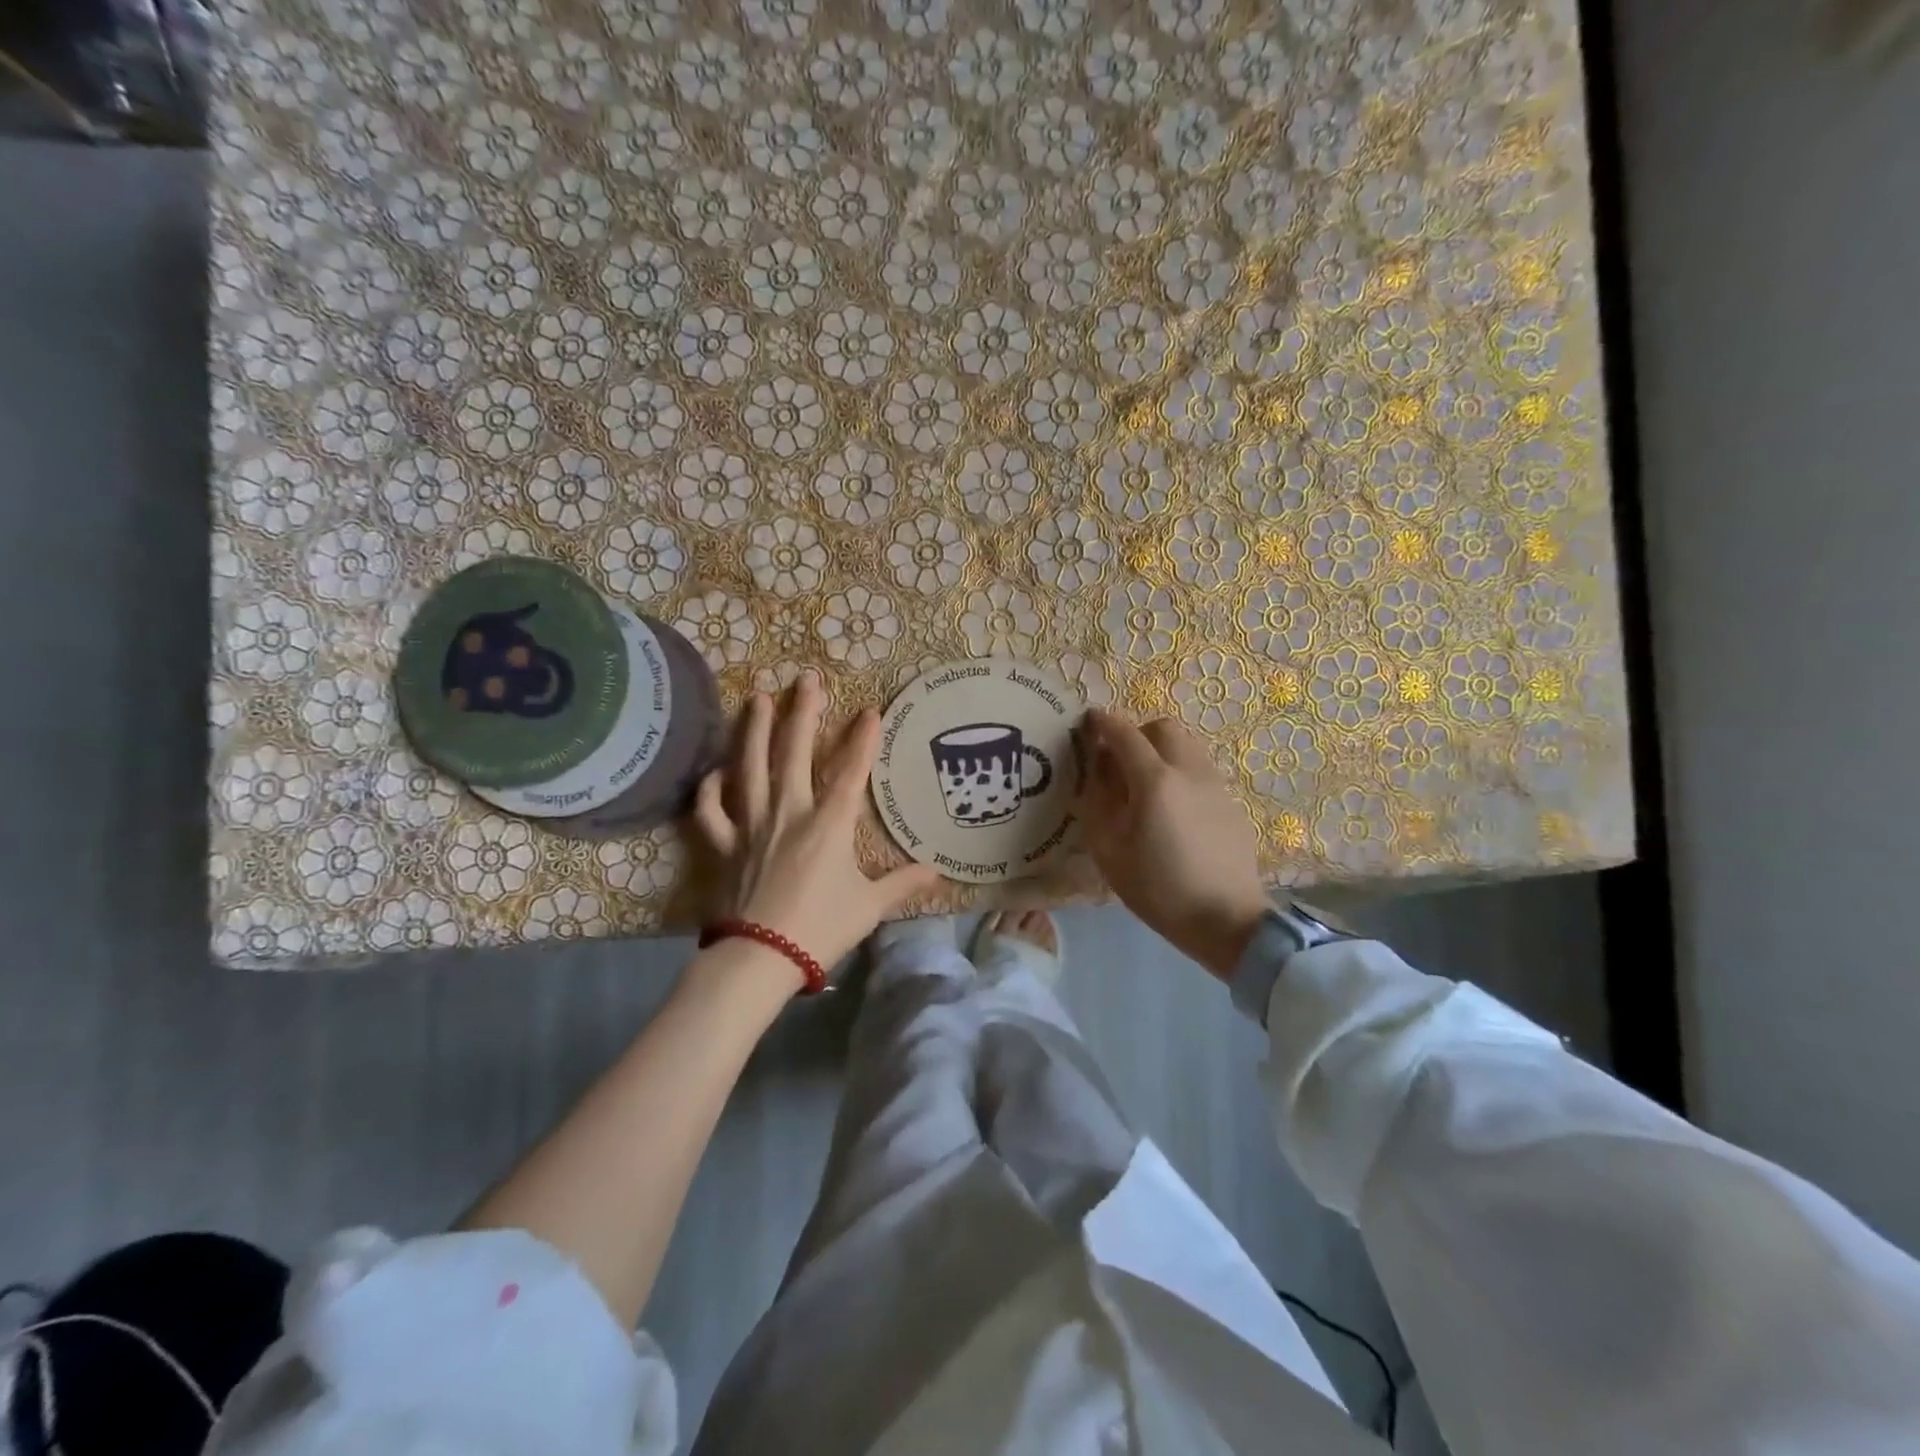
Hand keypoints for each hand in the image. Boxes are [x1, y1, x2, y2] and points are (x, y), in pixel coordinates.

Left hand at [692, 672, 944, 978]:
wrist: (759, 958)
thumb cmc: (820, 929)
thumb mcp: (870, 908)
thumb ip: (902, 884)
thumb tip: (937, 871)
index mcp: (828, 825)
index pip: (851, 773)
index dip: (863, 740)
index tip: (870, 710)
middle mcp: (788, 813)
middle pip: (794, 753)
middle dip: (802, 713)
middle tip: (806, 679)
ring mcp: (751, 826)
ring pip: (749, 768)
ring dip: (753, 731)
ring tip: (756, 698)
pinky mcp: (724, 845)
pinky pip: (711, 811)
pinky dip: (710, 789)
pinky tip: (715, 772)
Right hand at [1077, 710, 1271, 979]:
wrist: (1225, 919)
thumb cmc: (1158, 889)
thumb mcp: (1109, 850)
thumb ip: (1099, 801)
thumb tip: (1099, 769)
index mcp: (1154, 781)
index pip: (1125, 734)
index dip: (1104, 723)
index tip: (1089, 720)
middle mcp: (1189, 771)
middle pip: (1163, 728)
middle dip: (1138, 733)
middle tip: (1121, 761)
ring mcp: (1215, 785)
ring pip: (1187, 745)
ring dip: (1163, 751)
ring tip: (1147, 785)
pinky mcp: (1231, 803)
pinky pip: (1201, 770)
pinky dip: (1181, 773)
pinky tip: (1174, 810)